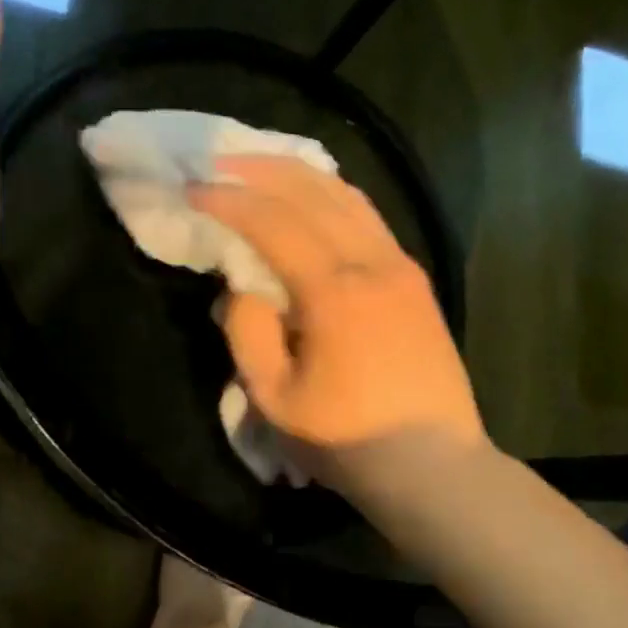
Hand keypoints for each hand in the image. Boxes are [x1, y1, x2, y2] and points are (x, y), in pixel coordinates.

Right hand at [188, 156, 486, 492]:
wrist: (434, 466)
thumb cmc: (348, 440)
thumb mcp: (275, 399)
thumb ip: (248, 333)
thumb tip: (242, 287)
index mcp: (334, 291)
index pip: (273, 223)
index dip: (229, 200)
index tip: (192, 188)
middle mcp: (373, 262)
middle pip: (313, 192)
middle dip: (262, 170)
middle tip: (221, 160)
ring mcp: (401, 266)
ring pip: (348, 197)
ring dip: (300, 174)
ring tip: (262, 166)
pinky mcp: (415, 279)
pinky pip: (370, 218)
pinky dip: (335, 196)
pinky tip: (315, 196)